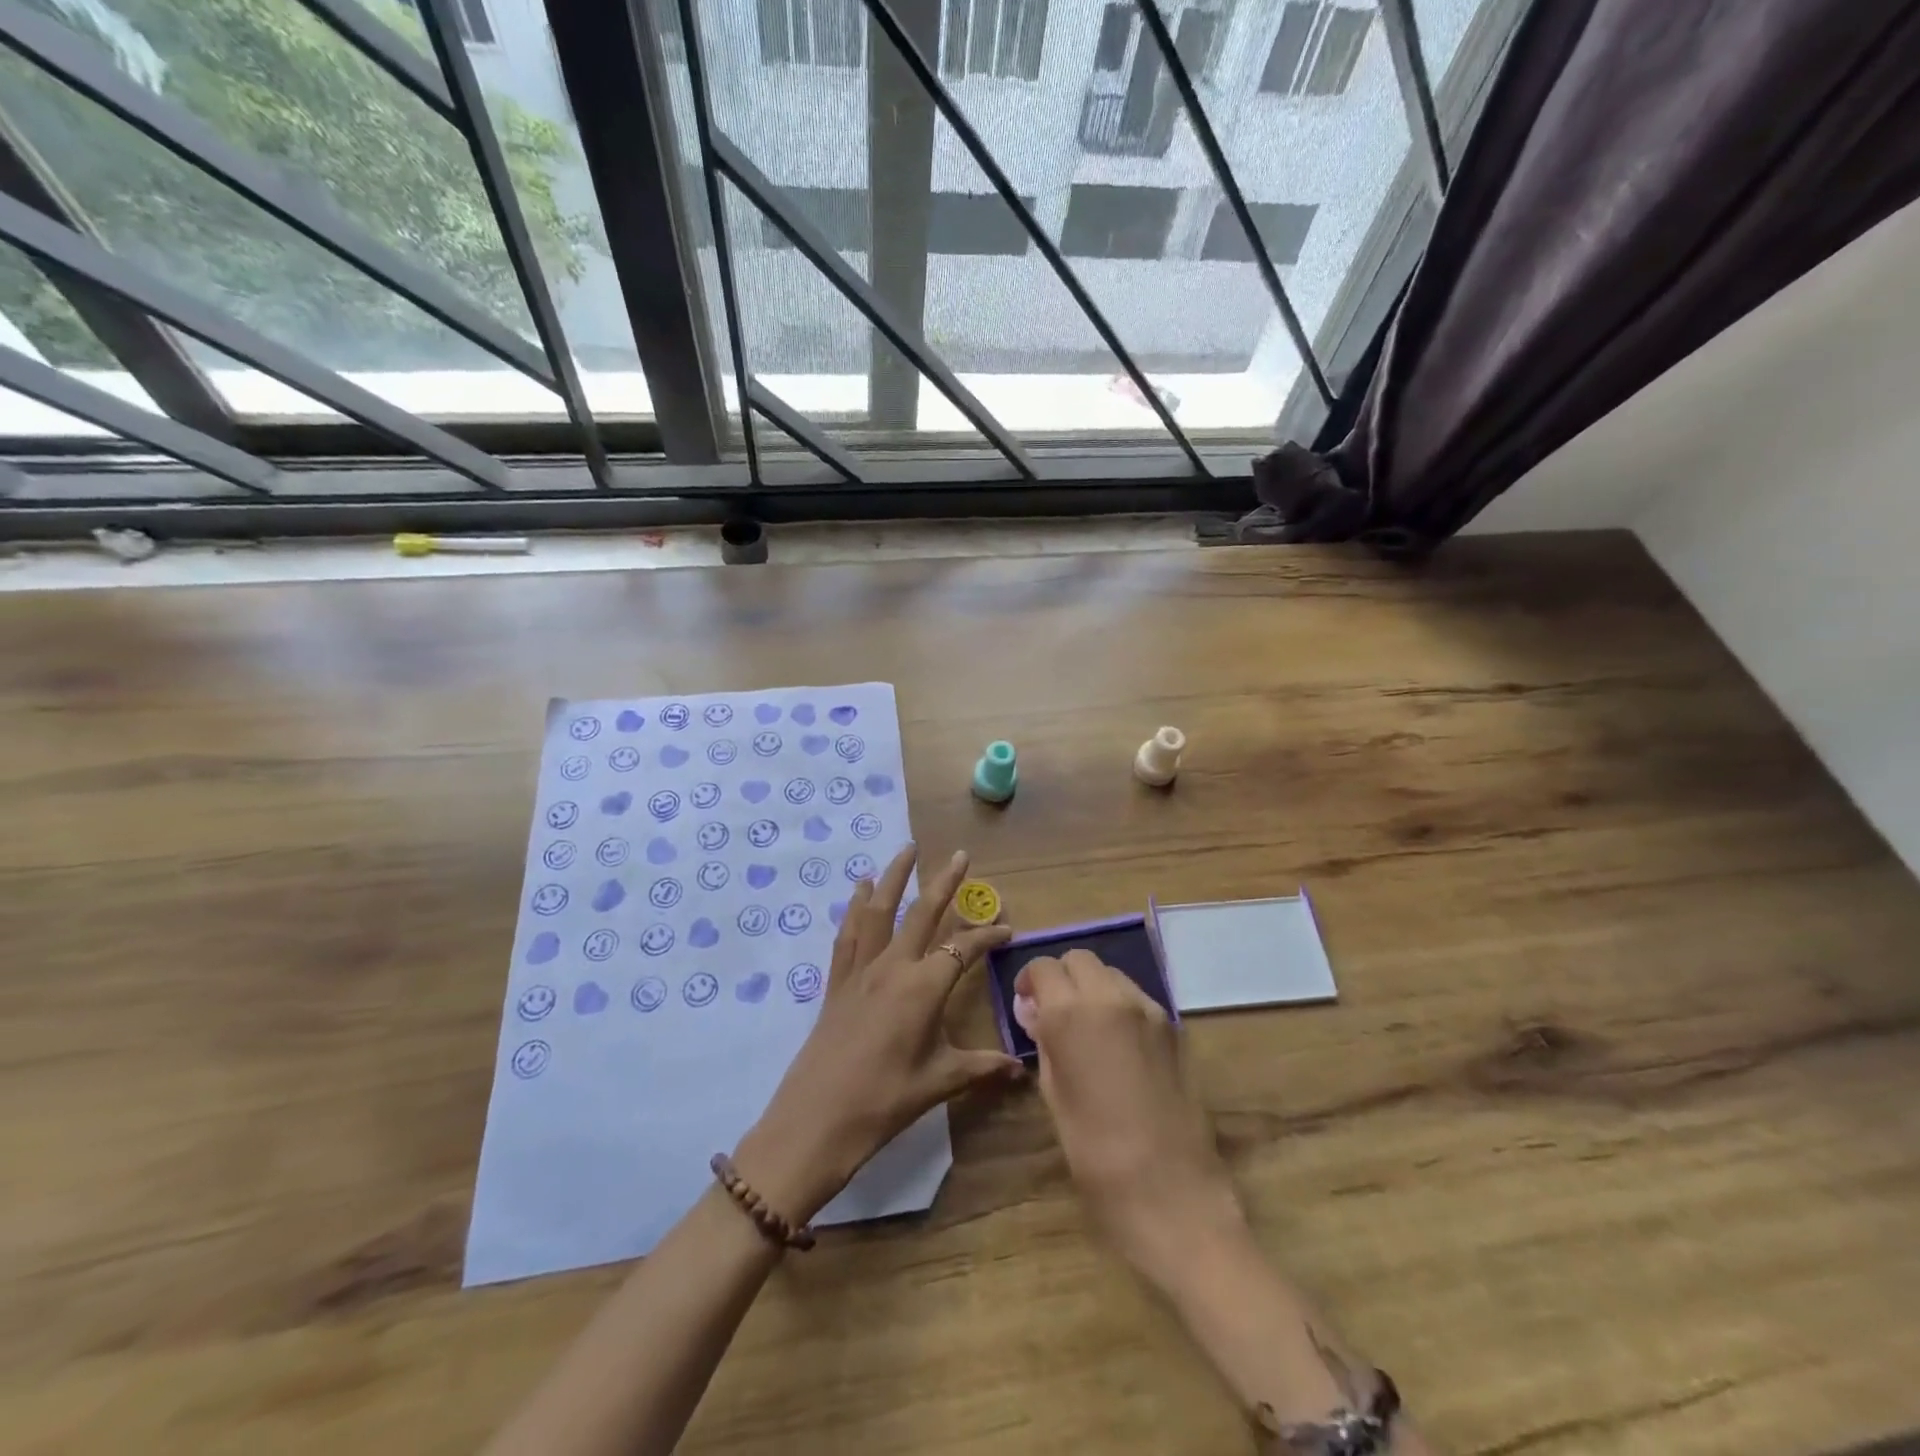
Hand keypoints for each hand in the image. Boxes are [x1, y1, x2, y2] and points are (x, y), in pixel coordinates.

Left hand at [734, 846, 1019, 1224]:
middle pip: (922, 913)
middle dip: (944, 882)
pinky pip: (847, 934)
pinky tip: (860, 890)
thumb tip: (1021, 1069)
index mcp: (923, 987)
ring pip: (878, 911)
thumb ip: (982, 1067)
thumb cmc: (884, 1101)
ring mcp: (860, 971)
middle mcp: (892, 966)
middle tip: (961, 855)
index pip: (963, 949)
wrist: (816, 1120)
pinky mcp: (837, 982)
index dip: (987, 936)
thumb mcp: (940, 1082)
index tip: (1007, 929)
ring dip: (894, 877)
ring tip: (906, 850)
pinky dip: (855, 908)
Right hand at [1015, 950, 1245, 1290]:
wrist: (1173, 1195)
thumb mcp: (1055, 1096)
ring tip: (1087, 1029)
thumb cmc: (1097, 1156)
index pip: (1044, 967)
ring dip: (1092, 987)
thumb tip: (1034, 1012)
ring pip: (1111, 973)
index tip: (1027, 1006)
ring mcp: (1149, 1010)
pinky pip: (1137, 997)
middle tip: (1054, 1014)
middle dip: (1062, 977)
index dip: (1030, 981)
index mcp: (1072, 1013)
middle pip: (1079, 959)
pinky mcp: (1174, 1027)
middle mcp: (1111, 997)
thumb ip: (1044, 1043)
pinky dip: (1119, 1005)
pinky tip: (1117, 1045)